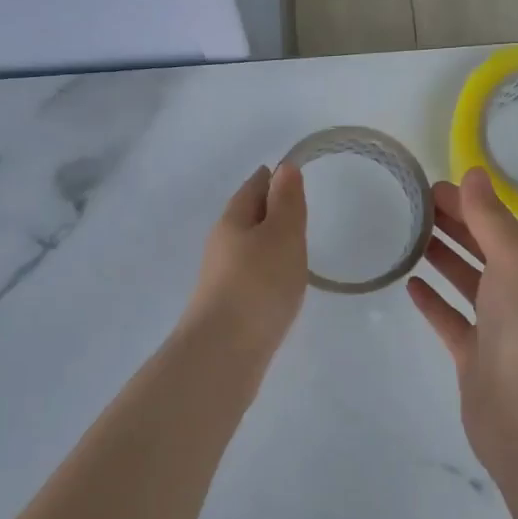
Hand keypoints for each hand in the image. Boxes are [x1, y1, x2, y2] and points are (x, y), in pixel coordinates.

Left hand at [184, 163, 307, 359]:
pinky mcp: (229, 306)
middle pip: (247, 216)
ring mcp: (222, 277)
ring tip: (293, 243)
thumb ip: (287, 201)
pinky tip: (280, 282)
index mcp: (233, 220)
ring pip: (248, 247)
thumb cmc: (258, 283)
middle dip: (269, 208)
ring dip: (268, 241)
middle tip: (296, 205)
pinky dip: (266, 268)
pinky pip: (251, 274)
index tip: (291, 173)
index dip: (272, 177)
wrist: (224, 351)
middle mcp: (222, 244)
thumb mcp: (282, 234)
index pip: (253, 187)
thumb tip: (284, 167)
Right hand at [407, 167, 517, 461]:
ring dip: (443, 259)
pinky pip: (450, 320)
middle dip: (452, 225)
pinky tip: (411, 285)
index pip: (495, 224)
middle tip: (413, 207)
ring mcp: (495, 327)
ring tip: (410, 238)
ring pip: (465, 283)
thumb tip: (474, 172)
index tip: (429, 187)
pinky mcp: (473, 356)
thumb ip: (490, 218)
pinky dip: (433, 302)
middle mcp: (516, 292)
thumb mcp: (513, 260)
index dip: (466, 203)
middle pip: (481, 249)